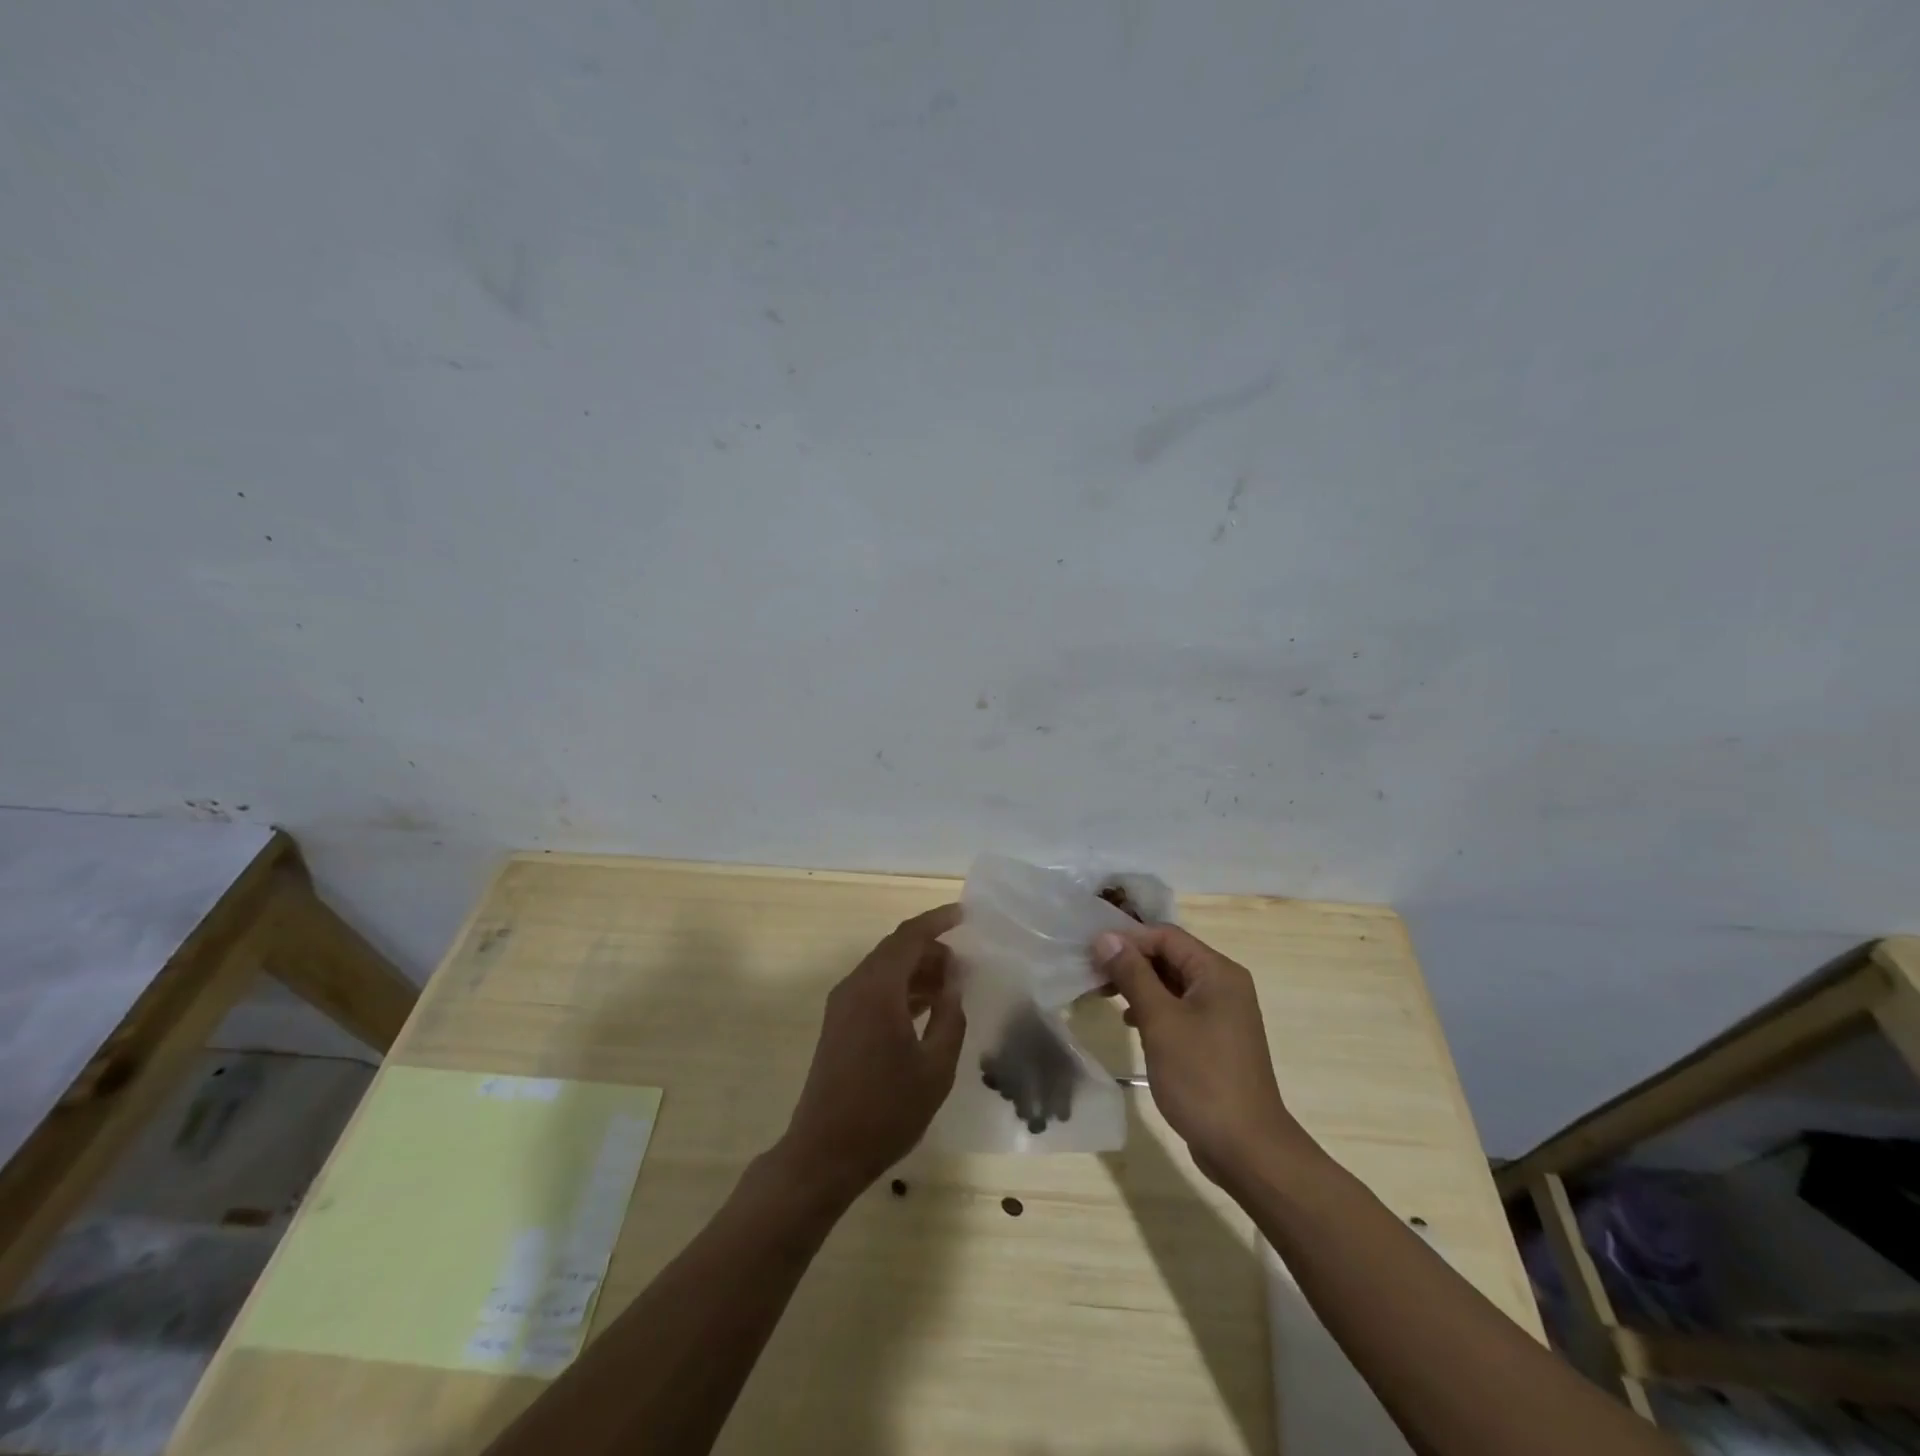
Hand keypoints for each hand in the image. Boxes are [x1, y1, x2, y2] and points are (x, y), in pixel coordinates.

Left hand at [776, 905, 966, 1203]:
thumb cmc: (886, 1111)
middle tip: (965, 962)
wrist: (824, 1153)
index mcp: (878, 989)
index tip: (964, 915)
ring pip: (885, 970)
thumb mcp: (935, 1067)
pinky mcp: (839, 1024)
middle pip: (895, 949)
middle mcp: (855, 987)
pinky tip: (927, 1008)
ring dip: (917, 970)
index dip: (937, 921)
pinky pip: (875, 990)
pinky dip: (902, 989)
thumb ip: (950, 1017)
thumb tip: (953, 983)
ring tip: (952, 985)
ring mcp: (842, 1006)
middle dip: (931, 948)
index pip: (909, 936)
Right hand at [1092, 925, 1306, 1183]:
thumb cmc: (1202, 1077)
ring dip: (1138, 984)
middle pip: (1169, 956)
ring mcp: (1221, 1013)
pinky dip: (1152, 1008)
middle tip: (1092, 974)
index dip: (1127, 939)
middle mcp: (1223, 985)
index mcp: (1217, 972)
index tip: (1091, 952)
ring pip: (1171, 983)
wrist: (1246, 1149)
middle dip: (1130, 961)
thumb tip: (1105, 937)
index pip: (1166, 936)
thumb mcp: (1160, 1021)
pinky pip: (1178, 1008)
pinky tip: (1130, 1023)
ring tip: (1103, 995)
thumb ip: (1133, 975)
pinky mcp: (1214, 1039)